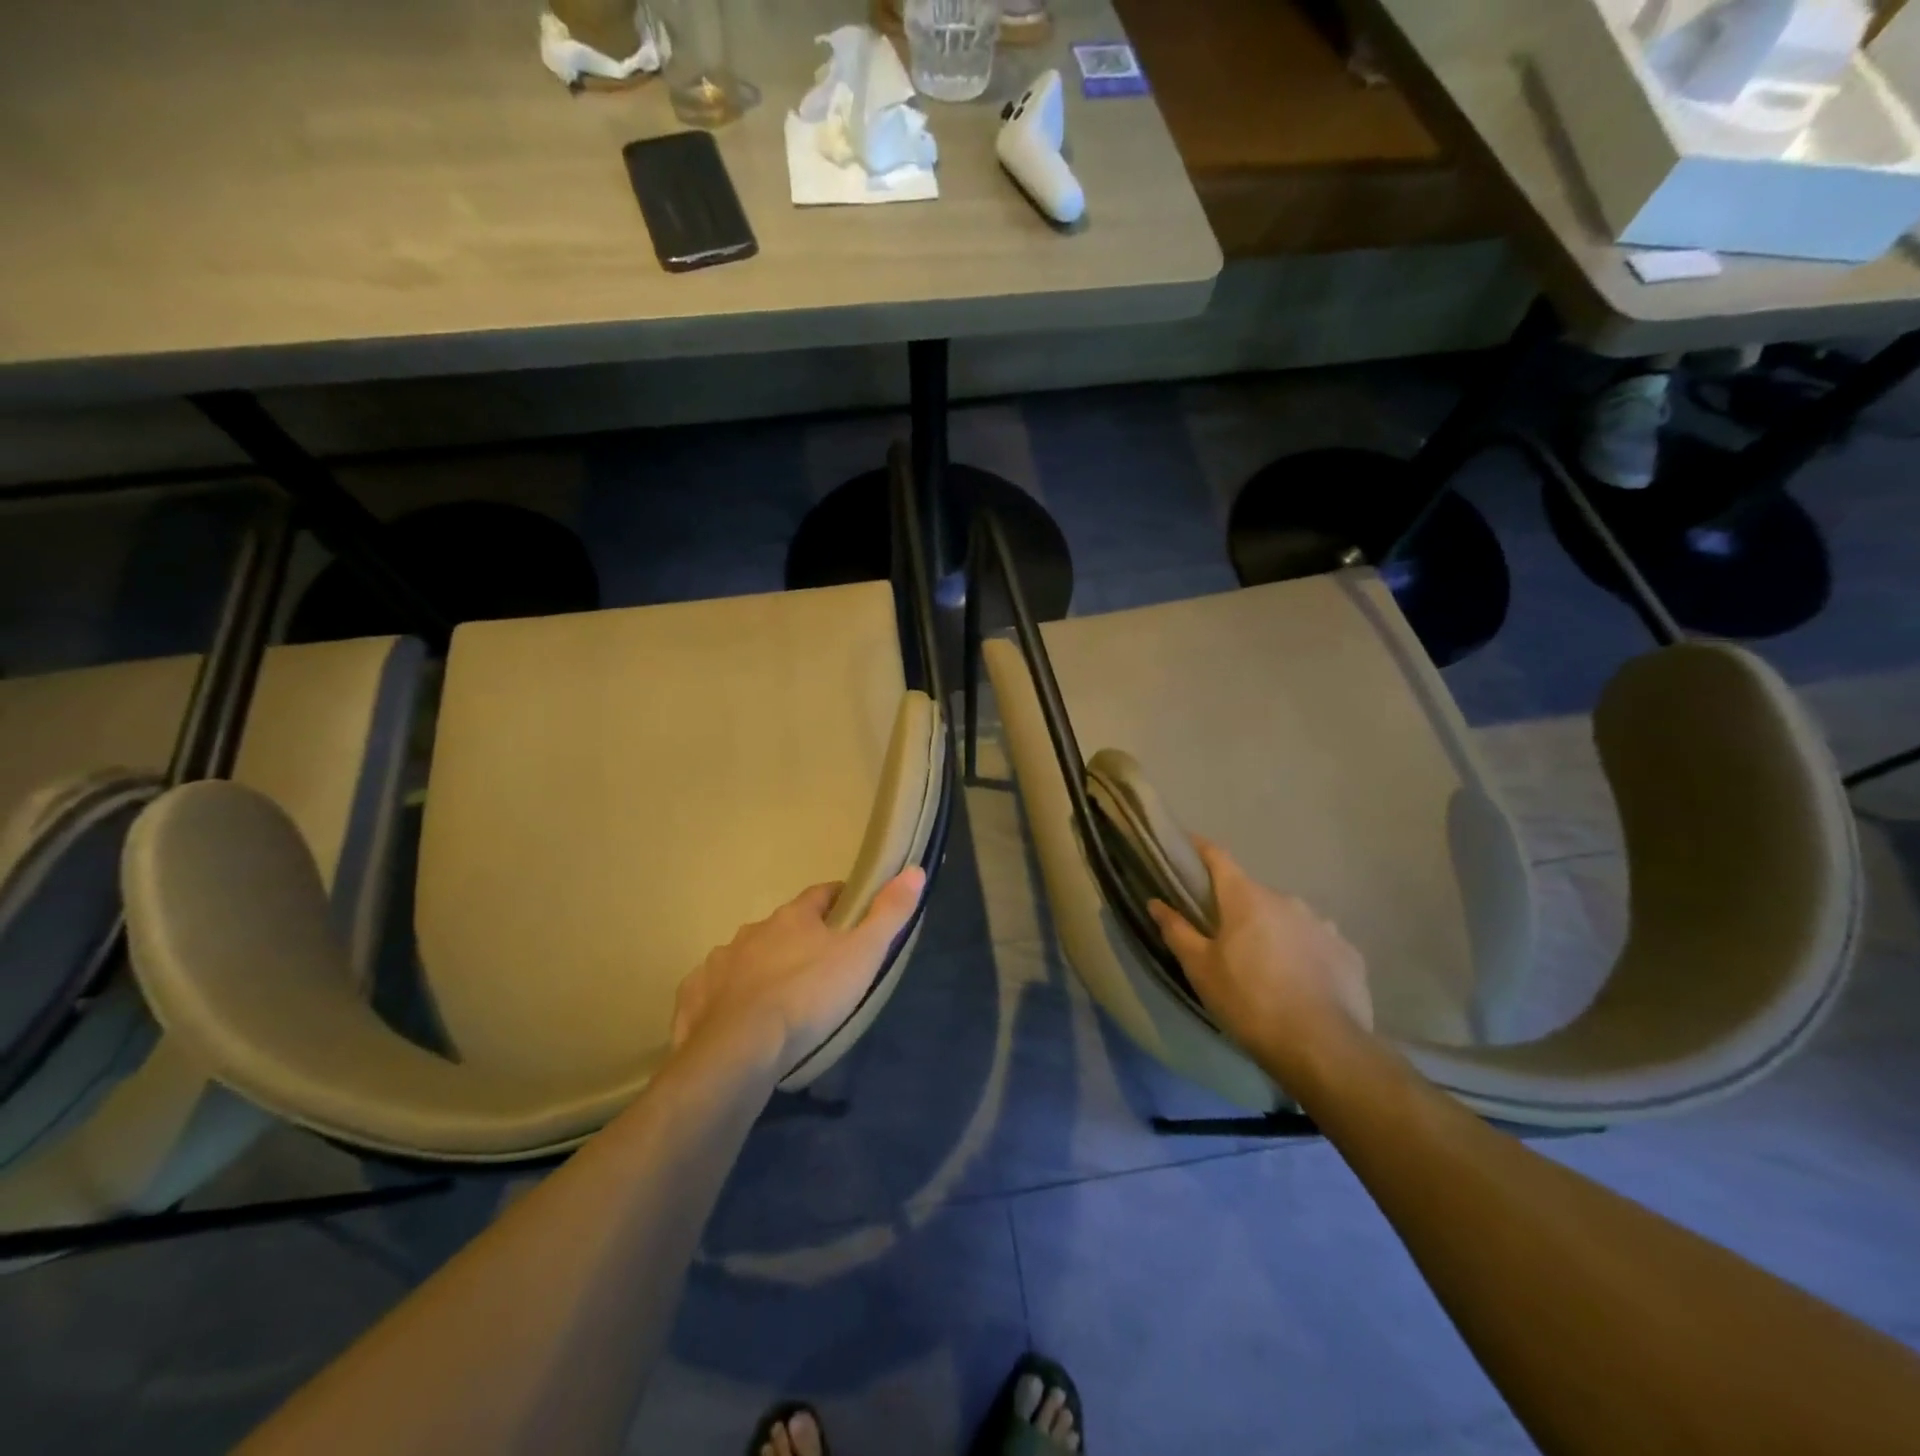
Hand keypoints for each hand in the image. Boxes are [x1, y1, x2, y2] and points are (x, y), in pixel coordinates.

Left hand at [672, 868, 926, 1074]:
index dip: (838, 899)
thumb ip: (889, 913)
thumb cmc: (809, 996)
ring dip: (761, 968)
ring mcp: (719, 964)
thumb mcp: (863, 955)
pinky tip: (736, 1020)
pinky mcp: (694, 999)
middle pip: (781, 927)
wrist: (740, 1050)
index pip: (820, 895)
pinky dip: (727, 999)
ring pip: (746, 958)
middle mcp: (752, 932)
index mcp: (792, 918)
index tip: (851, 909)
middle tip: (817, 965)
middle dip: (797, 939)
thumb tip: (914, 870)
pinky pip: (713, 991)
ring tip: (778, 998)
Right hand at [1148, 839, 1371, 1074]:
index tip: (1185, 848)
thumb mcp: (1200, 969)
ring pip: (1286, 918)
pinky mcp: (1348, 953)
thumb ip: (1177, 930)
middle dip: (1236, 907)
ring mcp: (1323, 924)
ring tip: (1265, 966)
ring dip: (1272, 931)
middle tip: (1222, 936)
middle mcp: (1287, 900)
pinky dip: (1303, 953)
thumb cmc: (1249, 1002)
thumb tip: (1156, 902)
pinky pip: (1316, 943)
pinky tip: (1300, 983)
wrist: (1322, 1048)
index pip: (1218, 857)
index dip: (1199, 850)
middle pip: (1252, 893)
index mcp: (1246, 898)